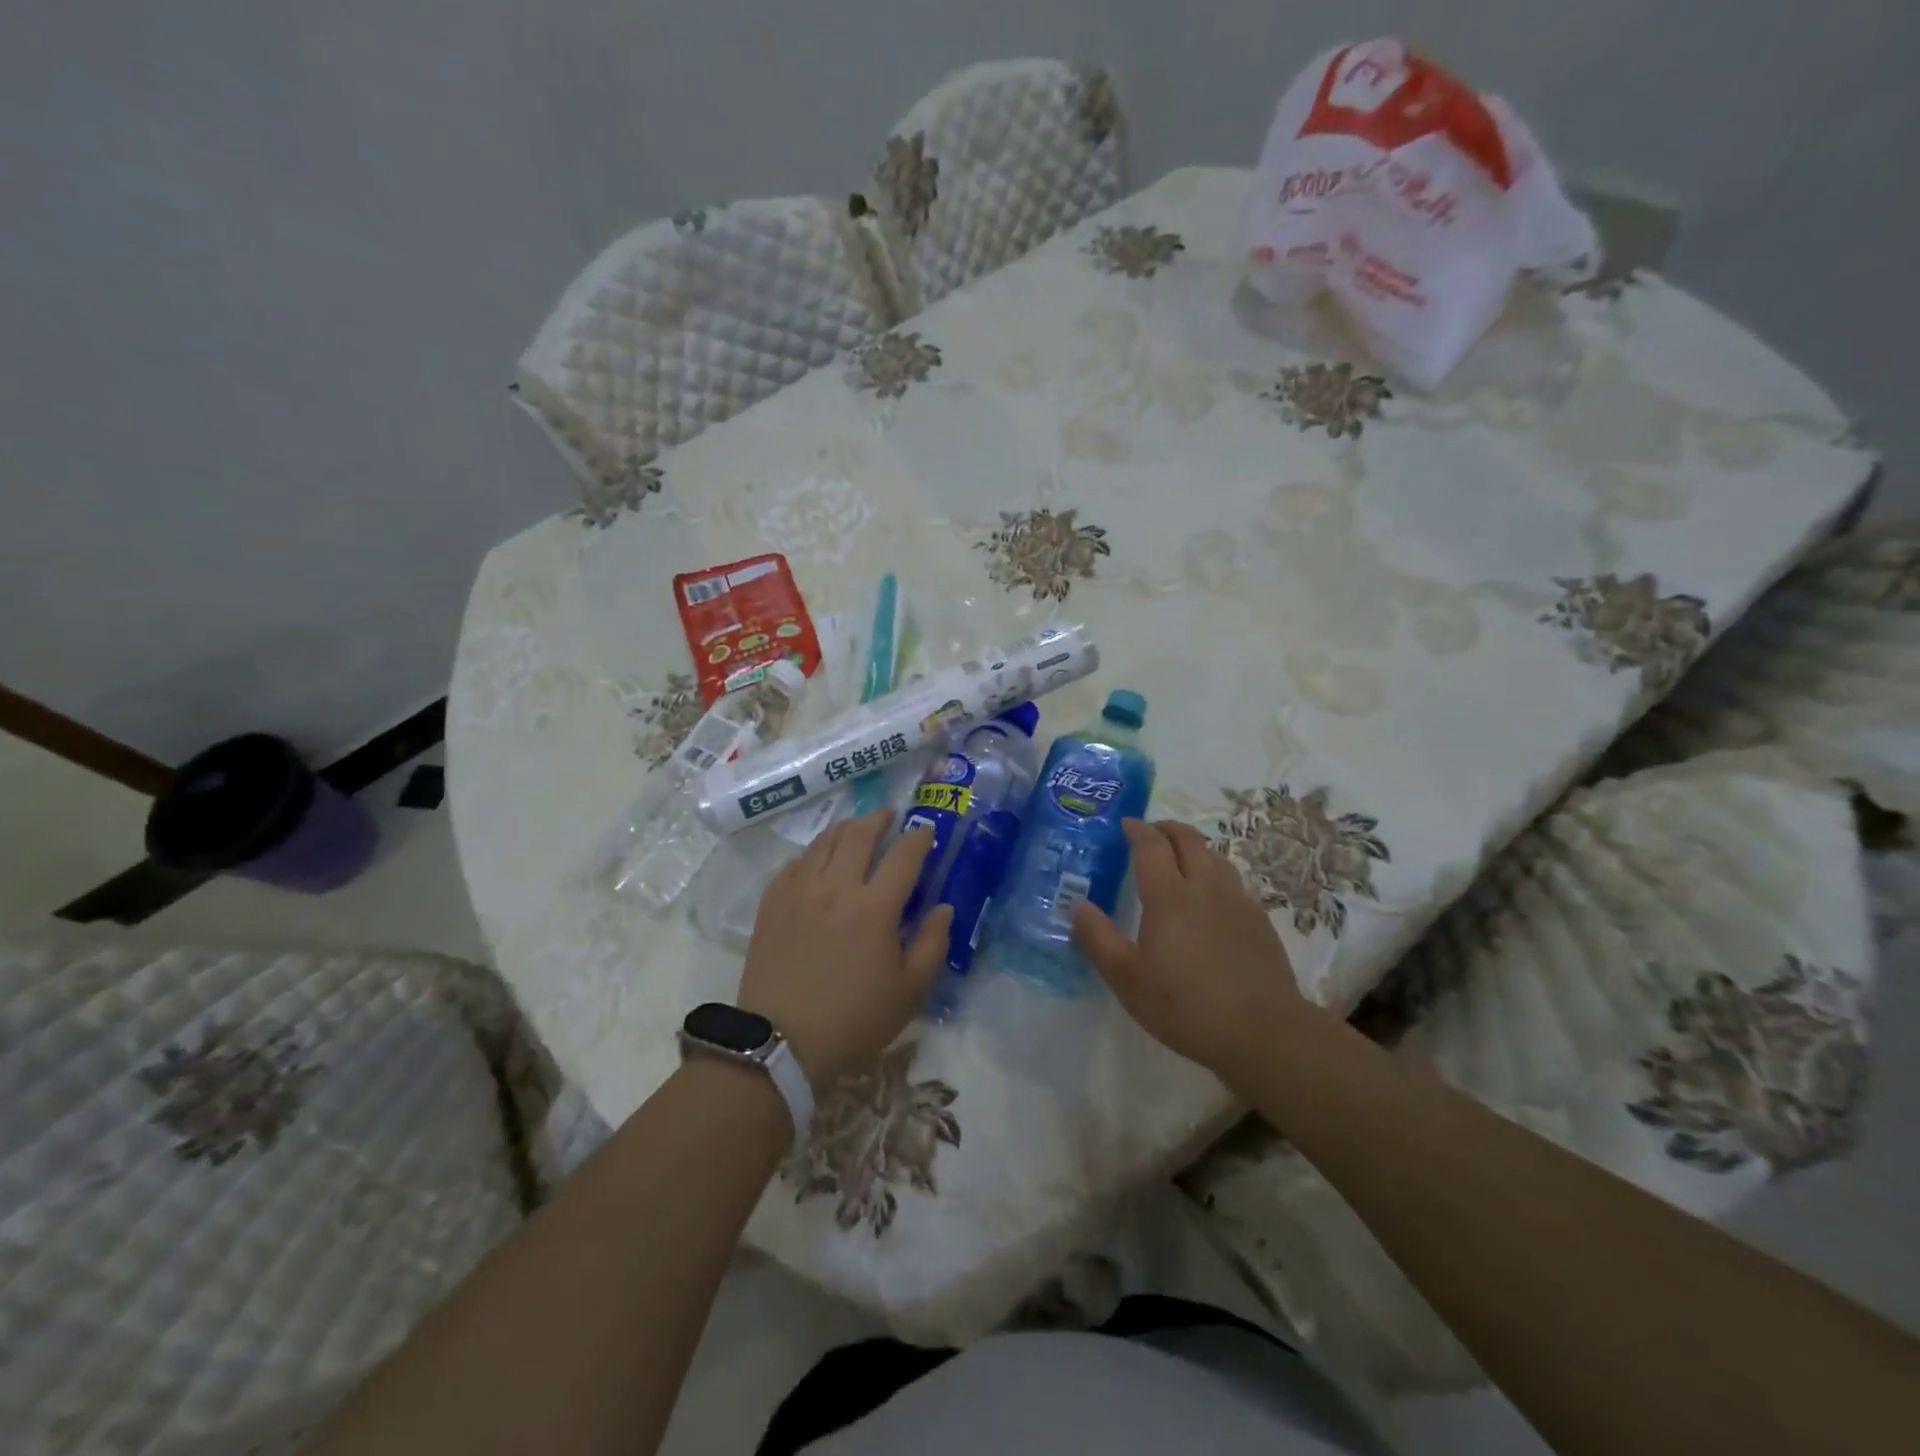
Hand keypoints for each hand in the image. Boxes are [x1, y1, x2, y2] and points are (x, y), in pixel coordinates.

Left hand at [737, 811, 951, 1088]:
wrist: (780, 1045)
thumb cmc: (854, 1020)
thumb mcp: (909, 991)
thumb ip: (932, 944)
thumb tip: (943, 908)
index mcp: (875, 907)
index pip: (904, 856)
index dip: (919, 838)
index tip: (926, 830)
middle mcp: (836, 887)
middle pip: (859, 835)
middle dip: (878, 819)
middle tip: (889, 816)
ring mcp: (799, 892)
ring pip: (823, 843)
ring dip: (845, 829)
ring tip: (855, 829)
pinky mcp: (772, 904)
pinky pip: (794, 864)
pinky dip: (811, 854)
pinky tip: (816, 861)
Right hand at [1072, 819, 1322, 1082]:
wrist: (1263, 1032)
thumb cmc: (1185, 1005)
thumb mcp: (1127, 979)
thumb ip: (1098, 938)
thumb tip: (1078, 905)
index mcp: (1169, 896)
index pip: (1152, 846)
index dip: (1138, 830)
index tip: (1126, 825)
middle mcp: (1205, 887)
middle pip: (1188, 840)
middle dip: (1166, 829)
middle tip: (1150, 833)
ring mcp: (1237, 901)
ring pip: (1215, 856)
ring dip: (1193, 847)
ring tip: (1179, 859)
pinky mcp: (1259, 920)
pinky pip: (1232, 880)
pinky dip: (1214, 872)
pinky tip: (1210, 897)